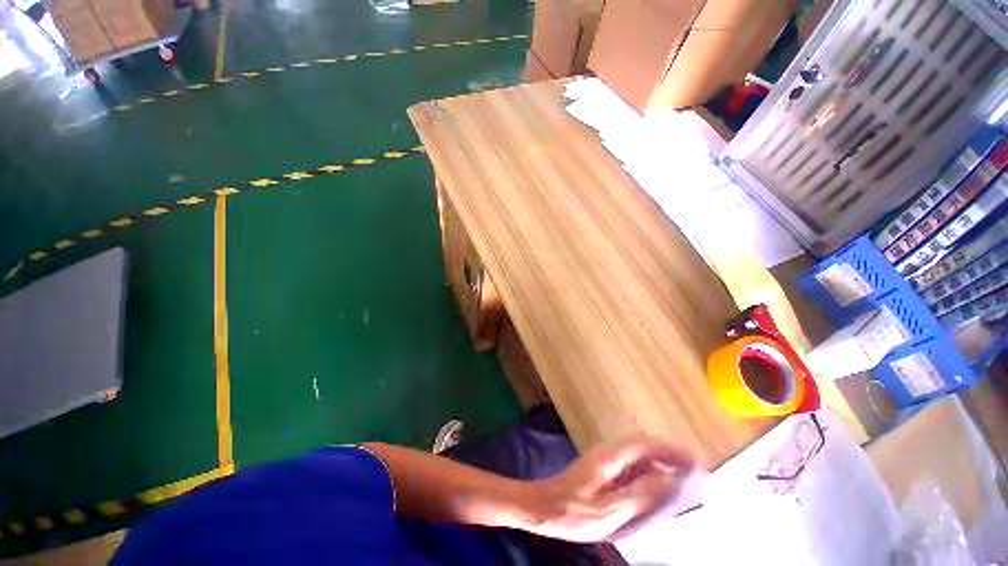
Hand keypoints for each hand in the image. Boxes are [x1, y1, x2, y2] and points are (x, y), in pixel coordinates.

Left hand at [520, 437, 698, 542]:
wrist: (543, 507)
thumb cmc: (573, 512)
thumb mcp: (608, 511)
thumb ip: (640, 495)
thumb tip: (670, 480)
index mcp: (610, 457)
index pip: (646, 445)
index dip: (672, 450)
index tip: (696, 462)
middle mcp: (609, 452)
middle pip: (644, 446)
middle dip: (670, 456)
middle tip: (694, 474)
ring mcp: (605, 459)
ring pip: (638, 456)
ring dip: (660, 465)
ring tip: (681, 484)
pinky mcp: (603, 469)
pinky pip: (631, 467)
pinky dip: (648, 475)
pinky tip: (655, 492)